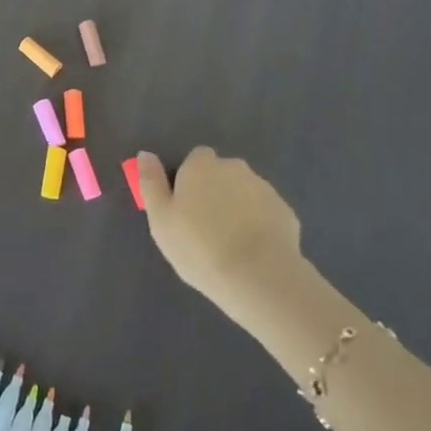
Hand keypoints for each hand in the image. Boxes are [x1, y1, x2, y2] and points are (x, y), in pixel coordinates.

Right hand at [137, 147, 306, 323]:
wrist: (258, 276)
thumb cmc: (199, 247)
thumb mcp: (161, 220)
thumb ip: (150, 183)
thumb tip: (145, 154)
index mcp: (201, 166)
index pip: (195, 159)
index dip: (190, 180)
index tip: (185, 208)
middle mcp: (234, 167)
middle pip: (221, 174)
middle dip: (216, 192)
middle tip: (206, 228)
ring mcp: (263, 188)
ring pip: (244, 193)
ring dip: (238, 208)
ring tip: (230, 244)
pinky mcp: (285, 212)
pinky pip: (265, 213)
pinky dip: (259, 225)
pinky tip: (253, 252)